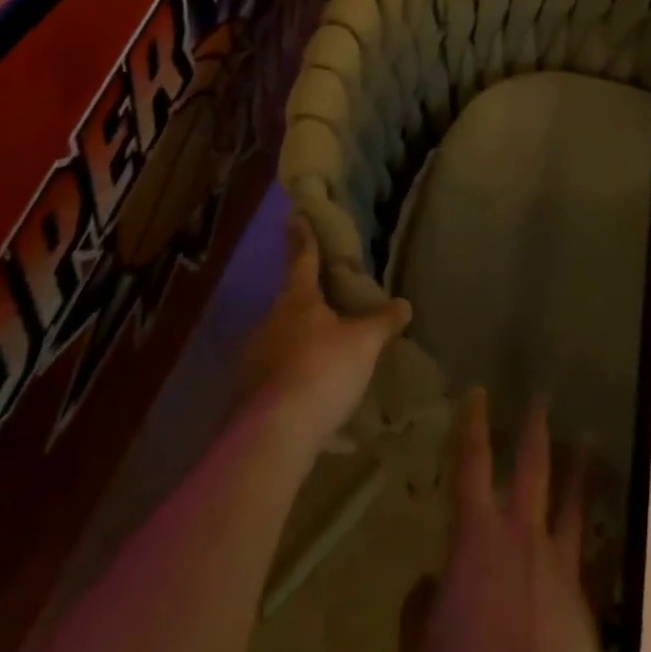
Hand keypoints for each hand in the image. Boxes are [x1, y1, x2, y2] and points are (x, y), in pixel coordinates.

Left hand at [237, 213, 410, 458]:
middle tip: (324, 303)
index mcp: (297, 300)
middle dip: (305, 302)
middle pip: (289, 303)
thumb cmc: (322, 371)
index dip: (302, 237)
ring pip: (280, 340)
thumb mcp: (363, 344)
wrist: (273, 436)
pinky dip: (291, 378)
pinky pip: (274, 376)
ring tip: (322, 356)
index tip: (295, 215)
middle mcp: (269, 321)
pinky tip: (309, 396)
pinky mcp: (247, 395)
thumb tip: (404, 304)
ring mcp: (253, 359)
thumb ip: (382, 323)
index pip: (302, 259)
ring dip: (298, 344)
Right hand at [401, 391, 601, 651]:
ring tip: (589, 440)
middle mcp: (521, 538)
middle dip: (535, 428)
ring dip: (579, 469)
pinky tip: (597, 530)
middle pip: (532, 468)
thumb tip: (433, 585)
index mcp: (476, 539)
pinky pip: (588, 556)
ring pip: (573, 504)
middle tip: (543, 396)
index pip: (471, 465)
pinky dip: (591, 535)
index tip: (478, 390)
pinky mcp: (585, 603)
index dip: (472, 425)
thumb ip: (424, 608)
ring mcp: (559, 567)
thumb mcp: (422, 649)